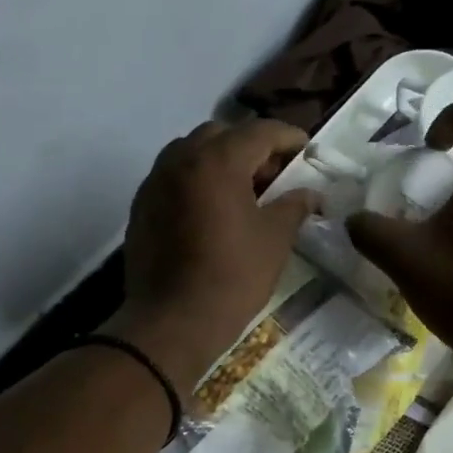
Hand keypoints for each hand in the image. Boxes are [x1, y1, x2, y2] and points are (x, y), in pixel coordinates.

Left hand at [104, 119, 318, 390]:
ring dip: (220, 161)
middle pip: (222, 135)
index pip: (260, 131)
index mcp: (218, 161)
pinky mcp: (141, 205)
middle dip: (252, 147)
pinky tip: (213, 210)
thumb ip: (294, 206)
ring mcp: (155, 181)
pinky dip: (197, 180)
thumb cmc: (232, 277)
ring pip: (192, 152)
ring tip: (243, 191)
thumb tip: (311, 193)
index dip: (288, 137)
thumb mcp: (274, 240)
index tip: (306, 150)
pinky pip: (174, 177)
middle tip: (274, 174)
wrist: (172, 321)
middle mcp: (181, 159)